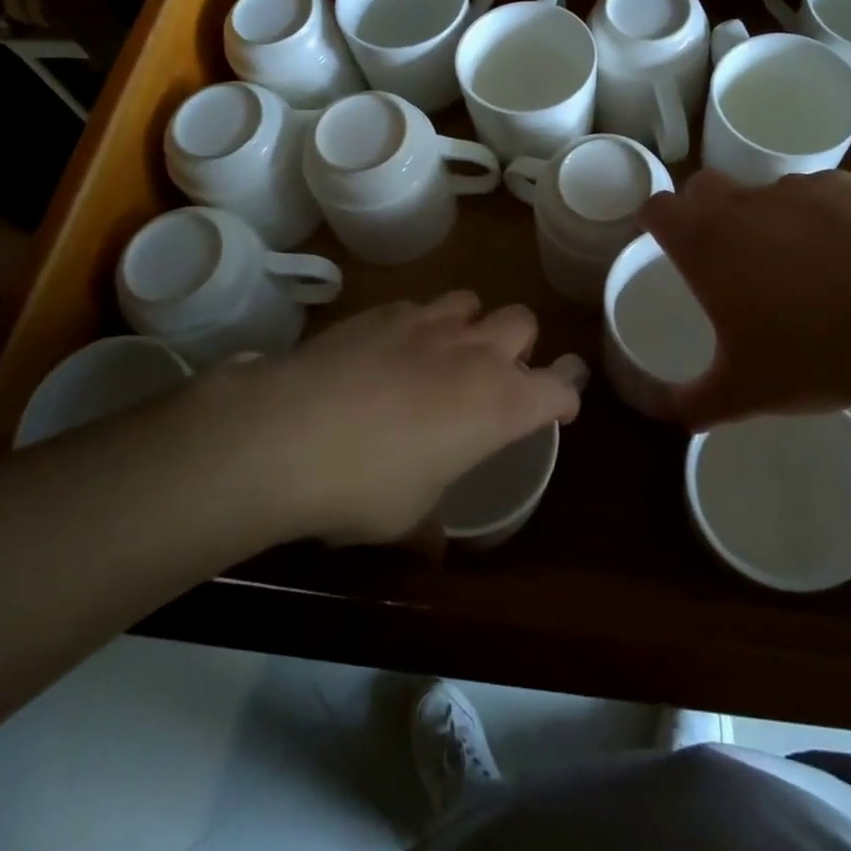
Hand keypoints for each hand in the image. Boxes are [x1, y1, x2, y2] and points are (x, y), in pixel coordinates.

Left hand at [198, 293, 584, 546]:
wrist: (286, 432)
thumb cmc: (363, 486)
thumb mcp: (406, 517)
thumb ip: (431, 525)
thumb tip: (433, 549)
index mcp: (499, 404)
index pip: (559, 388)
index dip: (563, 398)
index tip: (557, 411)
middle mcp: (475, 352)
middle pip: (523, 323)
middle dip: (520, 346)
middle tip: (495, 375)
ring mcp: (429, 323)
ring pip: (473, 301)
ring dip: (471, 325)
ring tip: (445, 353)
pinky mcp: (384, 310)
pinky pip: (420, 306)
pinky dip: (419, 325)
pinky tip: (389, 352)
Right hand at [639, 169, 850, 428]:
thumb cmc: (812, 354)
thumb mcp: (744, 393)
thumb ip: (694, 403)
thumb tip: (667, 413)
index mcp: (705, 243)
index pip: (657, 208)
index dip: (655, 222)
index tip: (665, 243)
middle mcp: (741, 204)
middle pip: (703, 186)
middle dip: (703, 210)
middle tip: (725, 254)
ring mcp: (794, 189)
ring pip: (762, 192)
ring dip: (764, 217)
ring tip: (797, 263)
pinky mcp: (843, 186)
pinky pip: (815, 195)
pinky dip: (817, 217)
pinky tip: (845, 256)